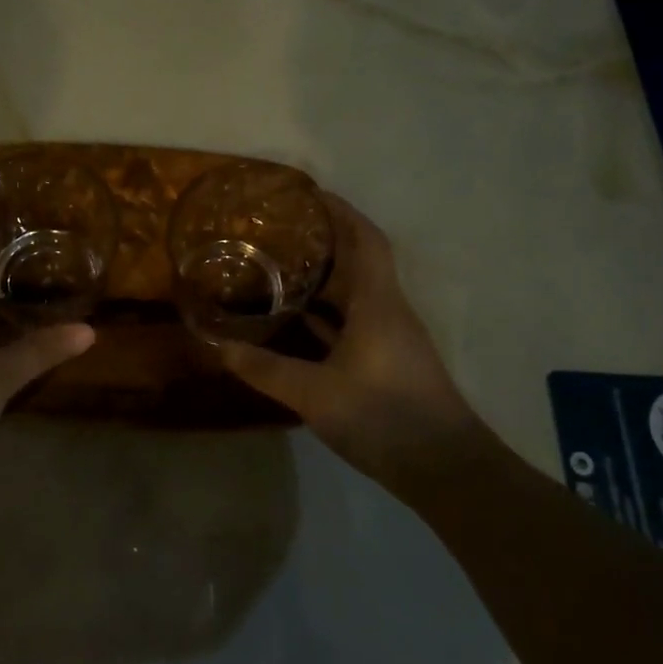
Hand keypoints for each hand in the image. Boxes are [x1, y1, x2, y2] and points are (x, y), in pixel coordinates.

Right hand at [220, 196, 493, 491]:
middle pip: (358, 263)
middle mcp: (388, 311)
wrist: (443, 468)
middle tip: (279, 232)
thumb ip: (266, 368)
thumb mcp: (315, 393)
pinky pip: (353, 323)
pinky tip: (297, 323)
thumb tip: (219, 347)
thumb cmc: (383, 415)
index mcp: (378, 303)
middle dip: (324, 242)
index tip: (310, 195)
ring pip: (355, 295)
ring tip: (279, 269)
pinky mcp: (388, 363)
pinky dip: (327, 316)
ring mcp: (390, 338)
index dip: (341, 212)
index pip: (365, 240)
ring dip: (324, 280)